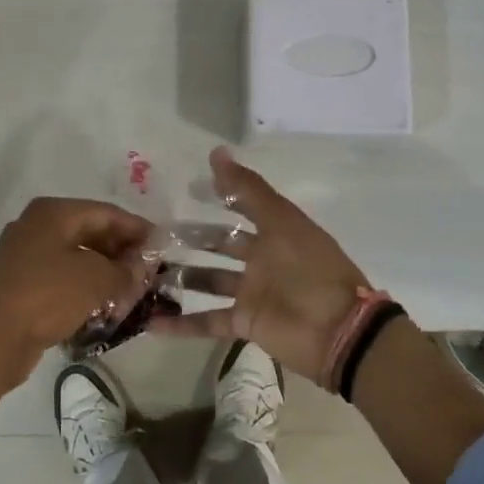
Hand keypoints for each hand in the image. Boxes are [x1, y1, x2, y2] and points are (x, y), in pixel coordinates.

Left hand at [0, 196, 154, 392]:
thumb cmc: (46, 296)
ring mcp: (24, 255)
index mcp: (53, 213)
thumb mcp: (95, 280)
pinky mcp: (20, 283)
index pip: (106, 212)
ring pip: (76, 257)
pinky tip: (104, 306)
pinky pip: (61, 277)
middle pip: (90, 232)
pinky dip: (84, 287)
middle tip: (149, 272)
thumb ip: (125, 269)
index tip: (163, 246)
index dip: (137, 228)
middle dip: (122, 252)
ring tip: (132, 292)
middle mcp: (36, 226)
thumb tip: (142, 266)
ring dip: (105, 272)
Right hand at [152, 147, 372, 384]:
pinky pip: (207, 321)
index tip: (186, 188)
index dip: (219, 195)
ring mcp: (251, 293)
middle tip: (154, 233)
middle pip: (221, 245)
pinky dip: (181, 324)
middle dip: (192, 238)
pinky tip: (150, 322)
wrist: (338, 332)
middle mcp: (262, 260)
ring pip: (208, 281)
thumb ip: (247, 190)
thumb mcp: (281, 222)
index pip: (241, 207)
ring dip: (180, 277)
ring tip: (145, 271)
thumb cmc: (311, 269)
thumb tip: (216, 152)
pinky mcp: (244, 323)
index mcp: (276, 232)